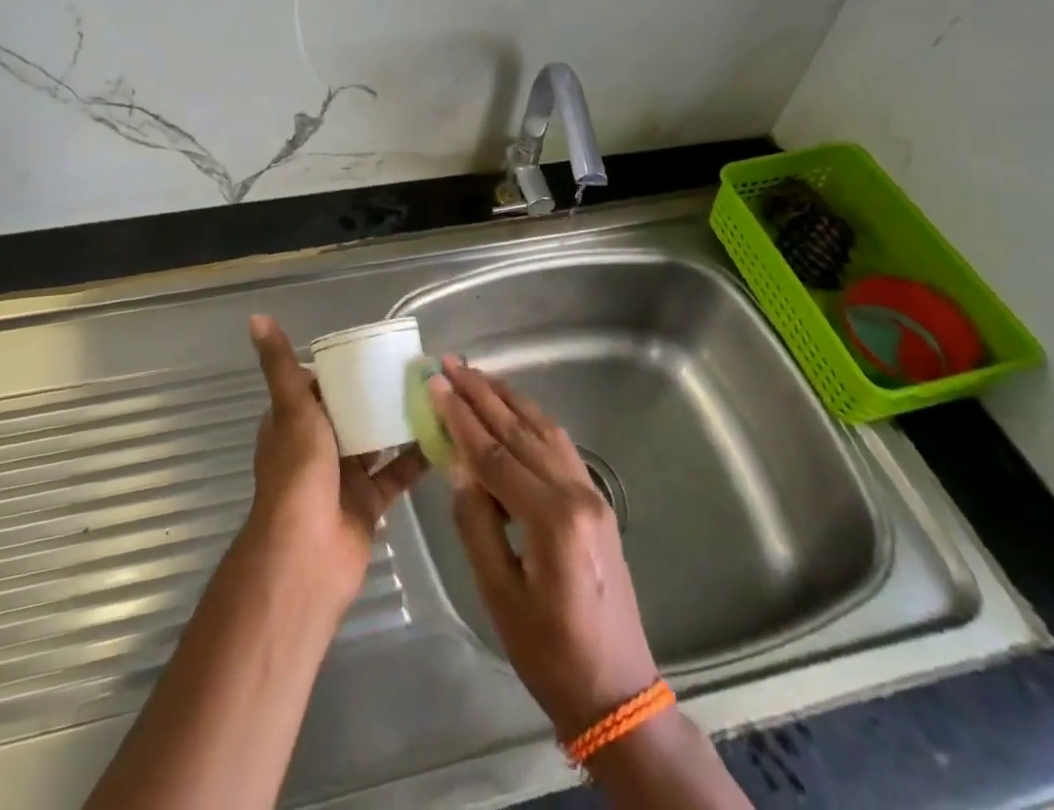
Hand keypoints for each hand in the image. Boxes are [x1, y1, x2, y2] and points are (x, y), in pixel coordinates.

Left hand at [246, 315, 425, 602]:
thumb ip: (280, 365)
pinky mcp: (369, 503)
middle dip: (377, 392)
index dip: (343, 368)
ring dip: (399, 422)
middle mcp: (317, 447)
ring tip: (435, 392)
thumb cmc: (297, 473)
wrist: (306, 555)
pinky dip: (417, 458)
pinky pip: (396, 474)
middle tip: (416, 367)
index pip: (317, 385)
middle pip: (351, 412)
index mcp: (293, 423)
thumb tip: (256, 317)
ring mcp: (343, 476)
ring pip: (376, 441)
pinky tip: (443, 434)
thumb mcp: (292, 408)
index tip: (376, 348)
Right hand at [428, 357, 660, 740]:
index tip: (435, 383)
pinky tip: (514, 409)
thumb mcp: (499, 595)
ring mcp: (592, 493)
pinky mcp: (596, 500)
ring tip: (477, 374)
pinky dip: (531, 420)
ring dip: (508, 398)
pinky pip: (559, 446)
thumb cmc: (549, 653)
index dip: (461, 418)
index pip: (495, 454)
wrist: (617, 691)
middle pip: (520, 431)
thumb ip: (475, 524)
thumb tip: (457, 467)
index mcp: (552, 519)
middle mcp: (577, 494)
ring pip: (544, 429)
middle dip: (481, 394)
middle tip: (451, 363)